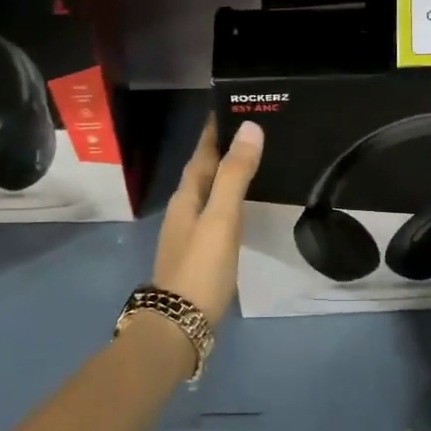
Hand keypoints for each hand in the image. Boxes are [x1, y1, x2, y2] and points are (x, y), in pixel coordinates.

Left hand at [153, 116, 264, 324]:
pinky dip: (228, 201)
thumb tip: (250, 127)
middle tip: (252, 130)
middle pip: (202, 171)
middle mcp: (183, 210)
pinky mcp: (199, 254)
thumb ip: (235, 174)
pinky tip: (242, 208)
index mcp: (186, 197)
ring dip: (225, 175)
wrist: (179, 325)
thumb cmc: (201, 267)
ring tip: (252, 162)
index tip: (231, 105)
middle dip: (222, 149)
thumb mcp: (221, 217)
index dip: (214, 131)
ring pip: (208, 193)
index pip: (201, 153)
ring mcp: (189, 234)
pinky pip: (215, 215)